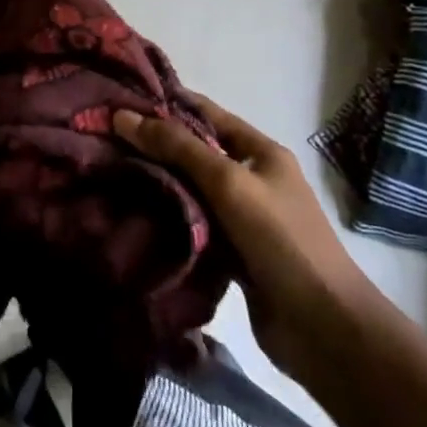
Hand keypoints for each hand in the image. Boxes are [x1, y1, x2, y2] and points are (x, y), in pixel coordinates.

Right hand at [113, 91, 378, 379]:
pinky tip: (130, 213)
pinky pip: (192, 225)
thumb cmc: (281, 240)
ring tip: (106, 170)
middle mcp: (251, 178)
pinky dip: (167, 218)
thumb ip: (178, 148)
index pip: (205, 112)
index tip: (119, 98)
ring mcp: (242, 218)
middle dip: (153, 144)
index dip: (166, 102)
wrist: (324, 328)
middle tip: (102, 136)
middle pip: (194, 151)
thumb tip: (122, 116)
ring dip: (156, 182)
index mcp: (260, 151)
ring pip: (190, 190)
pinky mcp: (231, 253)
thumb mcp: (229, 182)